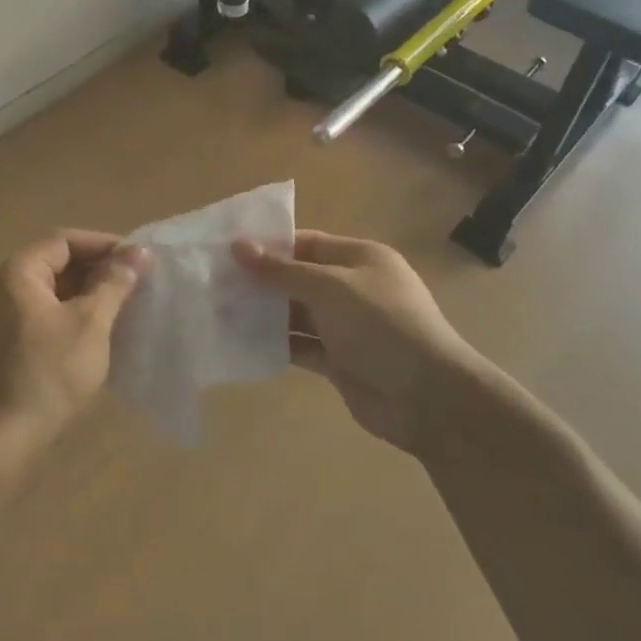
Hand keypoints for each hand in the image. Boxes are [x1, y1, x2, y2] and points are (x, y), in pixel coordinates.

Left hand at [0, 230, 148, 471]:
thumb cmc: (47, 374)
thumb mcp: (90, 324)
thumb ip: (114, 283)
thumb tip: (137, 252)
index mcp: (17, 272)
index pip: (65, 240)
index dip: (104, 245)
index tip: (138, 261)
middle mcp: (1, 286)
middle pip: (56, 262)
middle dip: (97, 270)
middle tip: (135, 285)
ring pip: (50, 290)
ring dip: (87, 294)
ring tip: (123, 307)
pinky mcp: (1, 343)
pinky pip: (41, 313)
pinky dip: (70, 314)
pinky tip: (97, 333)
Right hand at [235, 231, 486, 454]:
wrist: (427, 396)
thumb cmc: (381, 325)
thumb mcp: (330, 288)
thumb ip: (283, 271)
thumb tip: (239, 246)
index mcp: (360, 258)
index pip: (307, 243)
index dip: (269, 246)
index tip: (227, 251)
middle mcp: (353, 288)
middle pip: (299, 278)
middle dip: (261, 282)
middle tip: (214, 284)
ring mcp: (346, 327)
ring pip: (297, 314)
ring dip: (265, 314)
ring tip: (219, 312)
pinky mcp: (339, 361)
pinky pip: (301, 346)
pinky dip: (277, 344)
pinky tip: (243, 343)